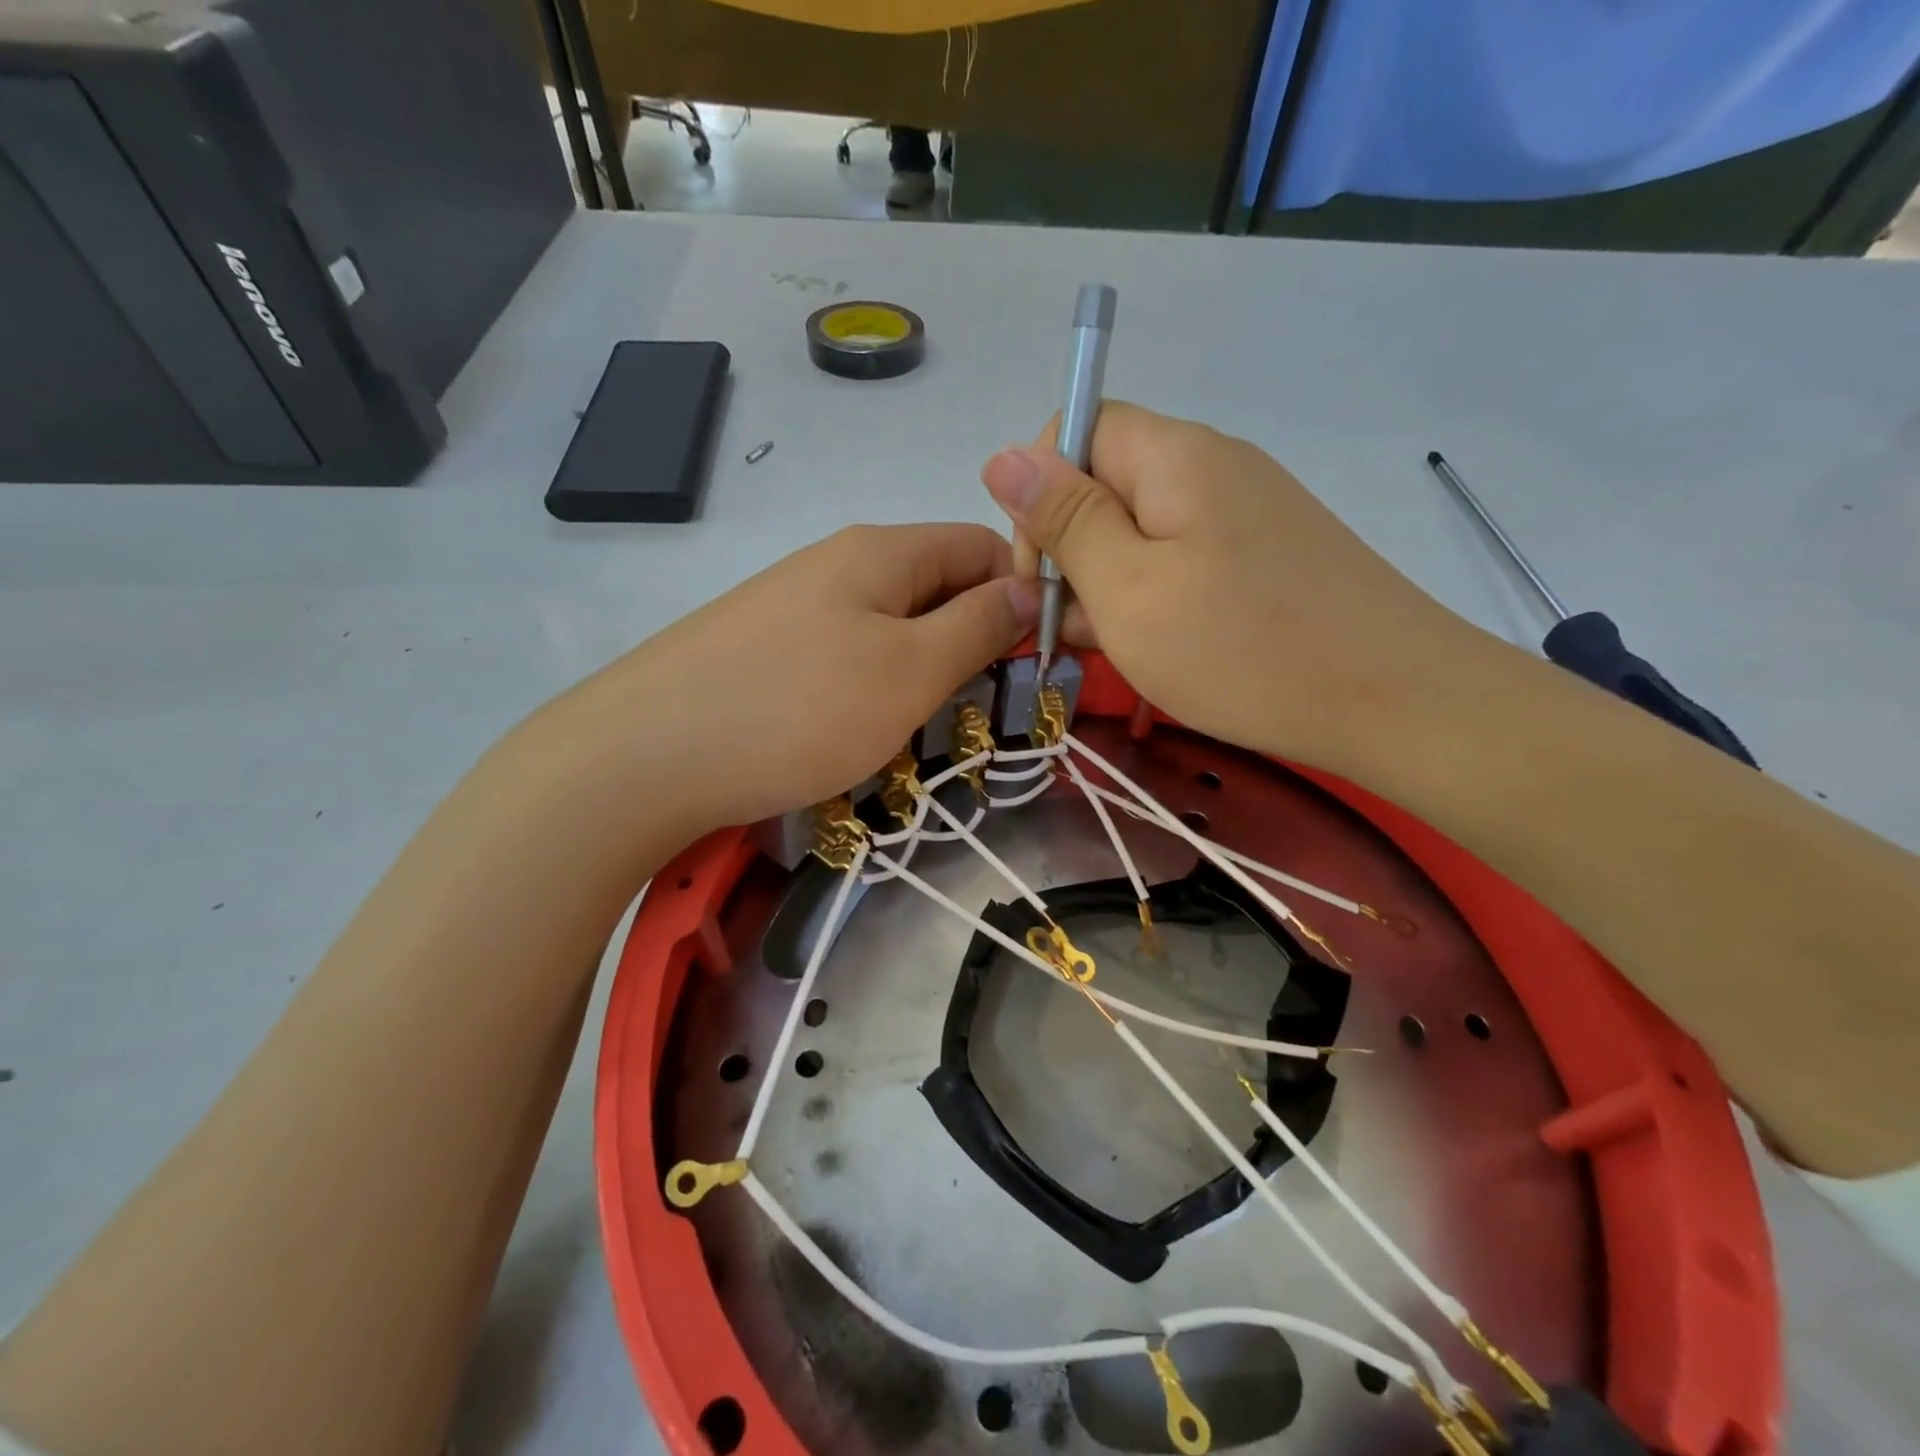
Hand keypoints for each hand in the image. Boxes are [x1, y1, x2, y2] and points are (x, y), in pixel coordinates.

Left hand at [544, 524, 1034, 835]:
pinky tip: (862, 731)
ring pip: (890, 627)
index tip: (1037, 657)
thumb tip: (1028, 588)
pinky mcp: (764, 651)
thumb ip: (977, 626)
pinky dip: (872, 689)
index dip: (1020, 591)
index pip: (980, 546)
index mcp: (881, 552)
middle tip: (986, 707)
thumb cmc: (798, 710)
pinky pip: (844, 656)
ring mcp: (794, 606)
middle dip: (972, 639)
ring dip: (922, 671)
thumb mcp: (909, 670)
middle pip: (934, 586)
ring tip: (926, 728)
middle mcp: (836, 564)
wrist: (644, 756)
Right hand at [981, 403, 1488, 772]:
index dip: (1039, 493)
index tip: (1039, 572)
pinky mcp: (1265, 554)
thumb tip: (1000, 455)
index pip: (1075, 430)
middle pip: (1106, 483)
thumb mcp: (1127, 589)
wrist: (1394, 701)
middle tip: (1074, 629)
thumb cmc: (1241, 649)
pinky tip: (1158, 647)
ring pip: (1141, 530)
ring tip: (1117, 648)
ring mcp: (1244, 511)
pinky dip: (1154, 597)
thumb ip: (1064, 519)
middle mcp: (1210, 465)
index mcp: (1173, 455)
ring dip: (1109, 584)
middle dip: (1071, 550)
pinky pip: (1183, 559)